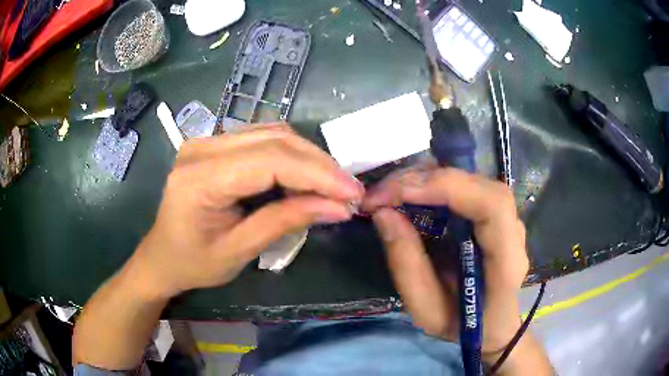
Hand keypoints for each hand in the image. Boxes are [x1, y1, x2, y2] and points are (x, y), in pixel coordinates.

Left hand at [131, 124, 363, 299]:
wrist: (161, 256)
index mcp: (200, 178)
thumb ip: (286, 222)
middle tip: (349, 190)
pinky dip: (291, 157)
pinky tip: (305, 177)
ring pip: (273, 134)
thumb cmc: (193, 263)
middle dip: (319, 164)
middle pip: (275, 139)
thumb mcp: (240, 251)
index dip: (318, 174)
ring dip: (308, 158)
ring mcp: (207, 141)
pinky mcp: (215, 145)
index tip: (353, 193)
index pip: (271, 161)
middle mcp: (202, 147)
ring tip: (332, 186)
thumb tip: (338, 207)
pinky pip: (262, 140)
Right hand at [362, 167, 528, 361]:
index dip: (447, 188)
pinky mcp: (492, 214)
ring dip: (426, 179)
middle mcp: (513, 231)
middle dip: (426, 180)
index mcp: (507, 261)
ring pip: (470, 180)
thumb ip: (407, 265)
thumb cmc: (462, 325)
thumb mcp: (426, 311)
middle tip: (381, 193)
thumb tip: (383, 213)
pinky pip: (464, 187)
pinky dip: (432, 185)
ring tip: (389, 193)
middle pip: (478, 184)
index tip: (399, 193)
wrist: (490, 325)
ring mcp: (506, 219)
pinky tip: (409, 195)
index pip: (492, 205)